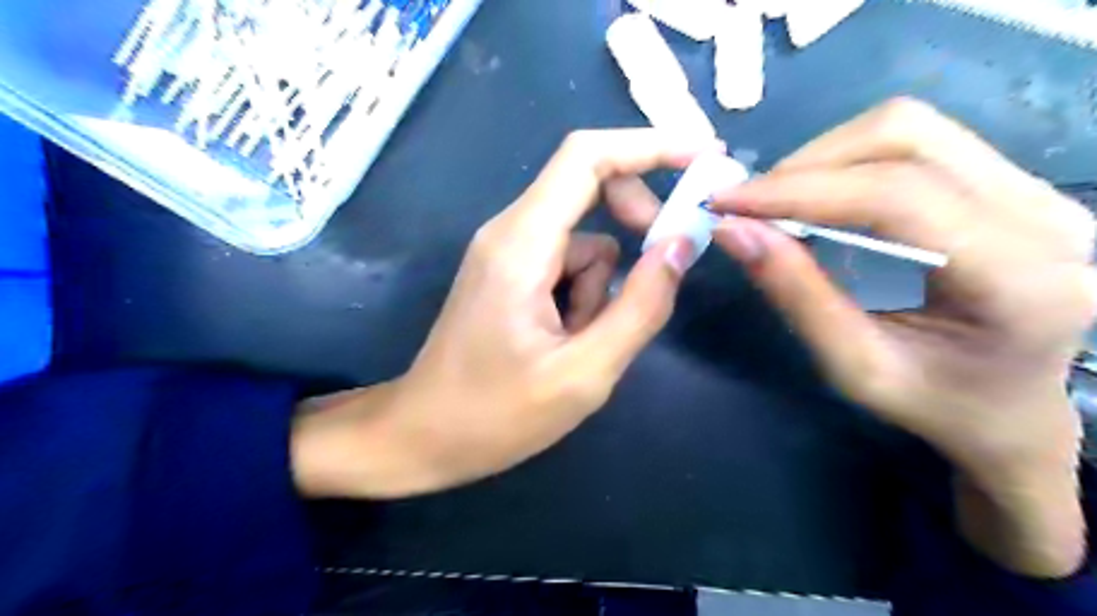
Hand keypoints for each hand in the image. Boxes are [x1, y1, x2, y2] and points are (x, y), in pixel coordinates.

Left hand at [292, 129, 720, 500]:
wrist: (424, 436)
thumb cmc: (496, 414)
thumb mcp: (584, 373)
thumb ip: (641, 306)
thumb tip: (681, 243)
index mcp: (523, 243)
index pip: (587, 158)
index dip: (649, 146)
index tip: (703, 157)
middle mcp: (510, 231)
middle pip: (588, 186)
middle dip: (634, 220)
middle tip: (660, 269)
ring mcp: (505, 252)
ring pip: (583, 240)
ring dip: (601, 285)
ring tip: (581, 343)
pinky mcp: (507, 273)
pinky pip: (564, 264)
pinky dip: (582, 296)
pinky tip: (564, 341)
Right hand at [708, 96, 1092, 577]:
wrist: (1034, 418)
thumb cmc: (946, 414)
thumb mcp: (860, 372)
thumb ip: (798, 299)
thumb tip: (738, 236)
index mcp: (1023, 276)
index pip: (894, 197)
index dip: (794, 190)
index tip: (722, 203)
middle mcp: (1046, 212)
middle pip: (904, 139)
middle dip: (802, 165)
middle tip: (739, 203)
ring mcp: (1038, 186)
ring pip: (910, 127)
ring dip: (822, 156)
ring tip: (769, 200)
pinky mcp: (1011, 181)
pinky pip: (914, 140)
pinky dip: (846, 157)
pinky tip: (812, 193)